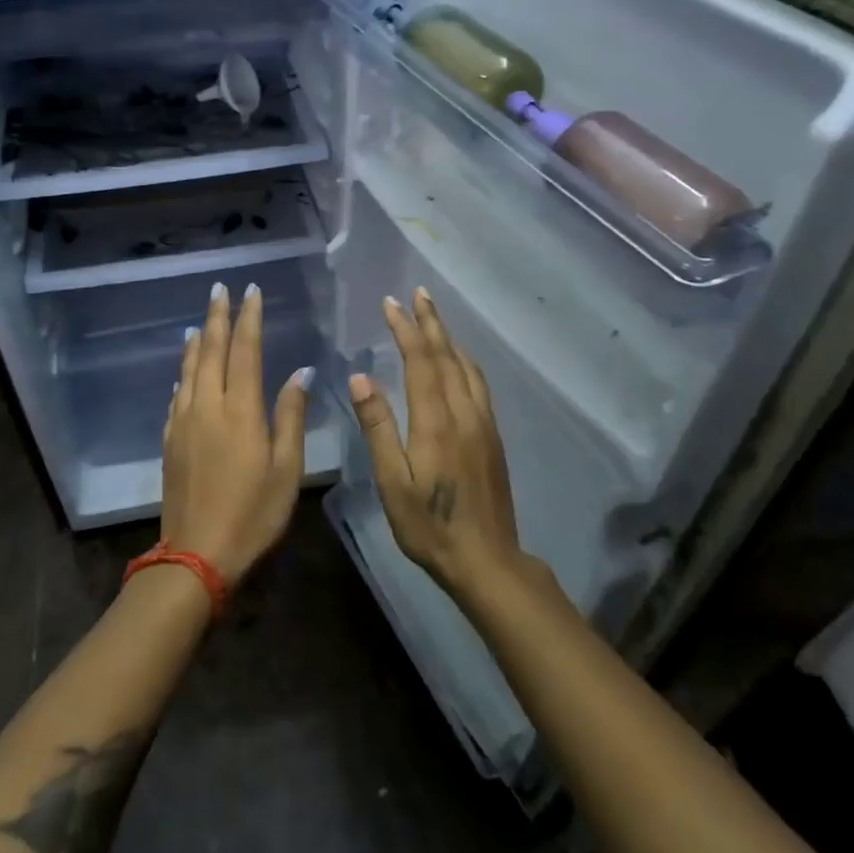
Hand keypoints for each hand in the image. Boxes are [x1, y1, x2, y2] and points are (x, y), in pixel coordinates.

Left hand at [161, 281, 312, 586]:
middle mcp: (207, 405)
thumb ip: (291, 416)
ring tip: (201, 321)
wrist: (196, 554)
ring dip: (197, 341)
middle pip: (211, 350)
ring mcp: (183, 421)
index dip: (249, 318)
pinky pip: (177, 395)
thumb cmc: (253, 512)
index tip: (251, 292)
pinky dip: (183, 374)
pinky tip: (184, 373)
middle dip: (218, 317)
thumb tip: (300, 372)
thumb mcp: (286, 468)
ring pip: (189, 369)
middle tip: (220, 289)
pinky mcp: (170, 439)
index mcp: (240, 410)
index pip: (245, 350)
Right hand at [348, 289, 524, 595]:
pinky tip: (458, 362)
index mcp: (436, 421)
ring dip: (449, 337)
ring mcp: (483, 423)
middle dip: (431, 322)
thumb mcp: (392, 482)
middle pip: (448, 355)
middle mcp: (464, 412)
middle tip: (418, 293)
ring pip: (467, 367)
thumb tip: (361, 377)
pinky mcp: (493, 436)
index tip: (391, 303)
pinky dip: (464, 360)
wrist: (487, 559)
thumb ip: (378, 427)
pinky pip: (478, 383)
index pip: (421, 361)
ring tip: (435, 317)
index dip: (406, 329)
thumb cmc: (429, 525)